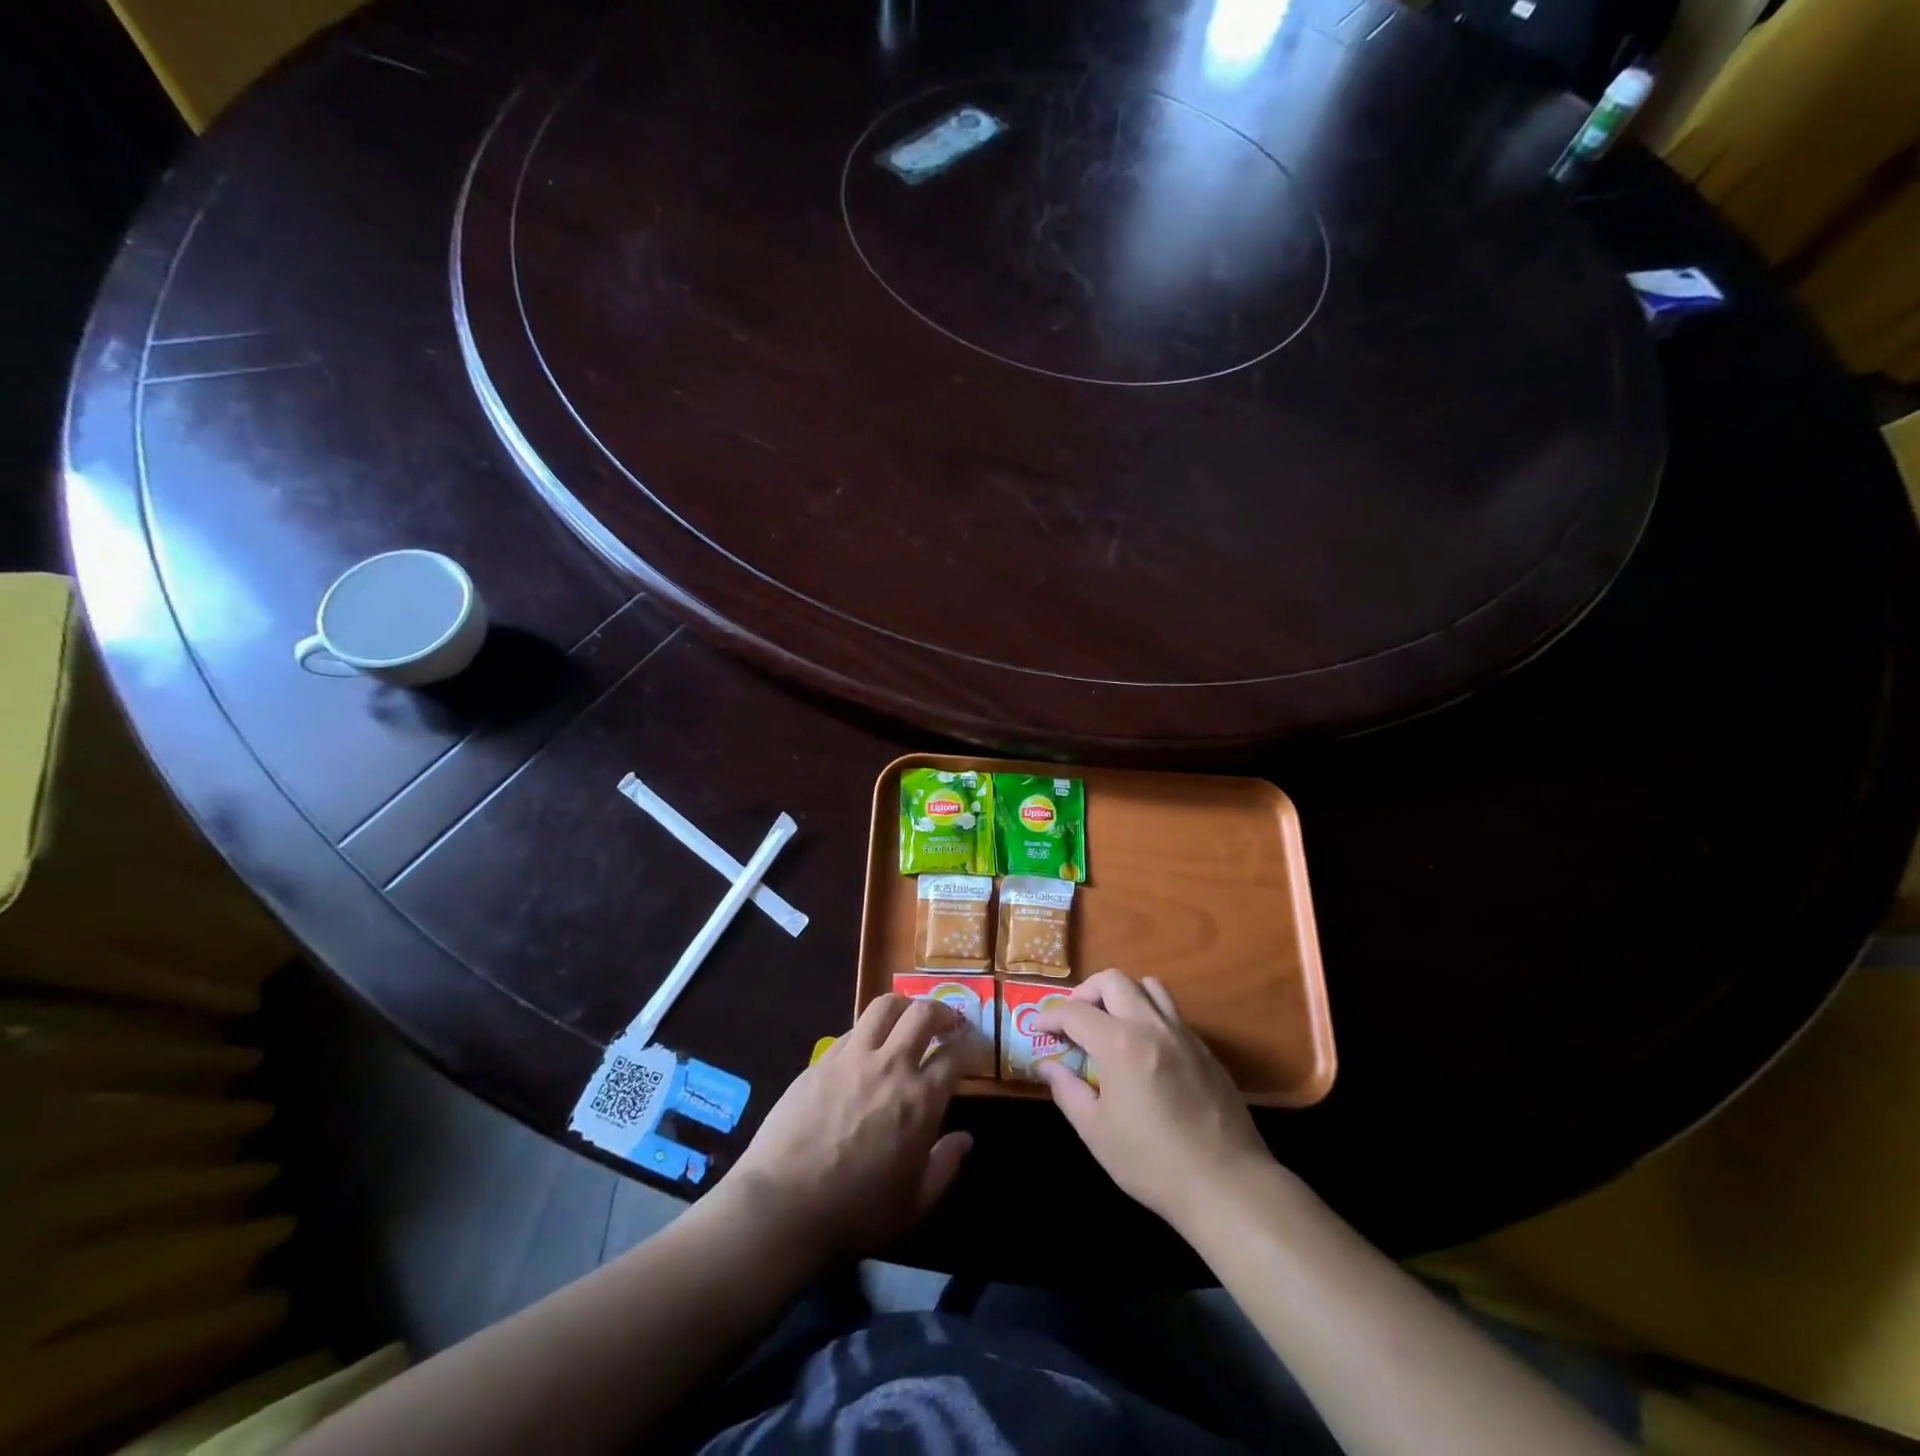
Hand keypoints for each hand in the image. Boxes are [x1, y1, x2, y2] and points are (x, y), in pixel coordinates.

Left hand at [719, 994, 973, 1267]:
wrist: (782, 1206)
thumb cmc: (855, 1213)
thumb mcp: (913, 1204)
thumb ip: (945, 1167)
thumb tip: (965, 1140)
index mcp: (921, 1099)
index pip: (955, 1054)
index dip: (970, 1045)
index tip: (974, 1046)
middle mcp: (891, 1066)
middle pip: (923, 1014)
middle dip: (942, 1011)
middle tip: (948, 1022)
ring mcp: (853, 1057)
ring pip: (885, 1006)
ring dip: (904, 1005)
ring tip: (908, 1018)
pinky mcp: (821, 1059)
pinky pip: (854, 1029)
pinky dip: (870, 1028)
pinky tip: (869, 1045)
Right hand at [1034, 969, 1274, 1233]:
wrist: (1227, 1184)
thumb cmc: (1152, 1162)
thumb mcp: (1096, 1132)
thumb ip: (1067, 1090)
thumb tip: (1047, 1066)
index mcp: (1120, 1043)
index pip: (1075, 1012)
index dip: (1051, 1016)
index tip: (1039, 1029)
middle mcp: (1151, 1025)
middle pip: (1113, 980)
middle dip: (1086, 992)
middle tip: (1074, 1020)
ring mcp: (1183, 1034)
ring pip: (1148, 986)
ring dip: (1122, 994)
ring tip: (1110, 1023)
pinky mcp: (1205, 1049)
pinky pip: (1171, 1012)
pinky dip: (1149, 1014)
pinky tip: (1144, 1049)